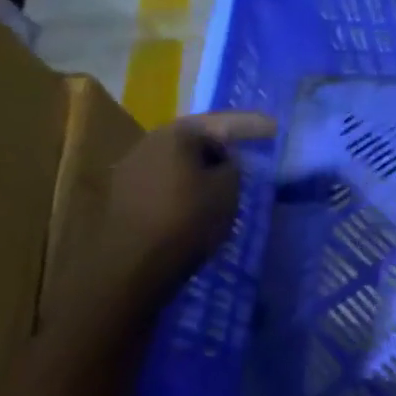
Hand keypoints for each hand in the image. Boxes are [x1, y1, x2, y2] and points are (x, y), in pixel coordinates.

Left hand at [102, 112, 276, 299]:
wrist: (128, 272)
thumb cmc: (185, 222)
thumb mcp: (228, 190)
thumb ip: (233, 167)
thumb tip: (224, 163)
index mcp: (177, 133)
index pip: (224, 123)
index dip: (252, 125)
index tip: (274, 127)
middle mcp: (148, 143)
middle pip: (196, 139)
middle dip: (222, 146)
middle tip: (247, 152)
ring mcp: (130, 170)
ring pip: (177, 161)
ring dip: (200, 168)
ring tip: (223, 180)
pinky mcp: (121, 199)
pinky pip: (163, 182)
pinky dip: (183, 186)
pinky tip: (196, 200)